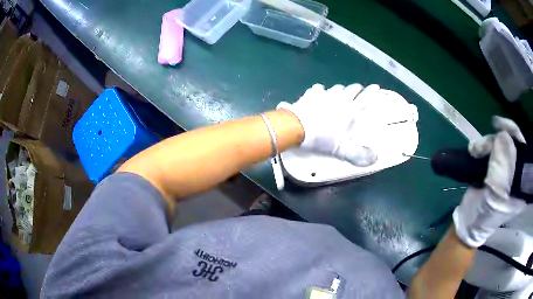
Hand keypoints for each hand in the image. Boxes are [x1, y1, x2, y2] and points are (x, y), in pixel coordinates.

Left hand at [278, 83, 378, 165]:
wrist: (297, 126)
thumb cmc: (322, 137)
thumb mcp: (341, 149)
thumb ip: (358, 154)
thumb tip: (374, 158)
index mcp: (350, 110)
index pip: (366, 98)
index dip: (372, 92)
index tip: (376, 87)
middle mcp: (340, 98)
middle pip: (352, 89)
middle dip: (357, 89)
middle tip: (359, 91)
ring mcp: (325, 94)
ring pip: (337, 87)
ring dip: (341, 90)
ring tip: (341, 93)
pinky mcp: (311, 93)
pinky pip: (319, 88)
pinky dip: (321, 91)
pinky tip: (319, 93)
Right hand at [453, 116, 526, 247]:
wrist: (468, 224)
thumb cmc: (483, 216)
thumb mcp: (495, 196)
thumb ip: (502, 168)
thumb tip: (503, 135)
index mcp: (521, 183)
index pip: (523, 151)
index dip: (515, 135)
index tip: (500, 126)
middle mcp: (516, 172)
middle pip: (512, 144)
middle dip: (497, 140)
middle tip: (481, 146)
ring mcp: (505, 168)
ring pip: (500, 144)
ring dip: (487, 143)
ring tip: (474, 151)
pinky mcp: (495, 166)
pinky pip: (493, 148)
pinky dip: (484, 145)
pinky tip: (476, 149)